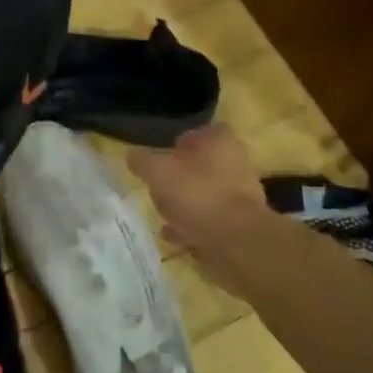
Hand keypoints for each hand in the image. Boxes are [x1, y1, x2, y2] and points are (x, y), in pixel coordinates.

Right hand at [127, 123, 271, 267]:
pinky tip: (174, 236)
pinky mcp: (240, 225)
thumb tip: (131, 155)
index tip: (163, 156)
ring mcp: (241, 196)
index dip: (182, 142)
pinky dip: (192, 227)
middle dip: (181, 177)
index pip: (202, 132)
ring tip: (162, 216)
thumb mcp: (158, 173)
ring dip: (185, 205)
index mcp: (220, 142)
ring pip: (206, 195)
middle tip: (159, 188)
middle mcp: (236, 164)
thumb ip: (142, 162)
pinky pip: (210, 222)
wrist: (236, 241)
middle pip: (204, 165)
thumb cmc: (198, 195)